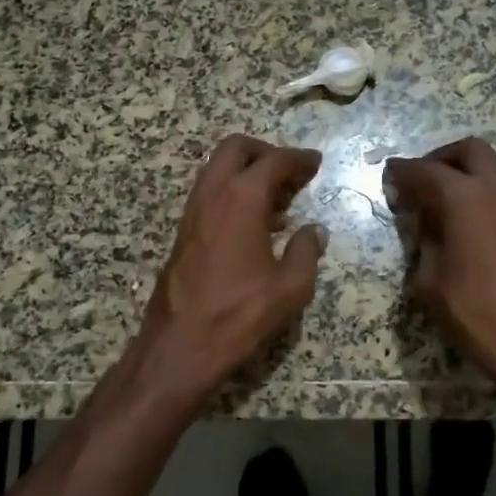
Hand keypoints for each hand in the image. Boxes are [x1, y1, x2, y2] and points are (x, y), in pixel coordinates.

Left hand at [134, 135, 326, 400]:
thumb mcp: (290, 288)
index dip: (298, 159)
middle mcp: (212, 195)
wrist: (180, 346)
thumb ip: (306, 252)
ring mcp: (192, 212)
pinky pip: (209, 195)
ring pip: (217, 170)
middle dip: (265, 152)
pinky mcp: (183, 232)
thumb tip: (315, 231)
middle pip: (235, 149)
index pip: (273, 162)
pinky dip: (232, 193)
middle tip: (291, 173)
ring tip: (278, 201)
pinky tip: (253, 225)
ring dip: (246, 173)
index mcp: (241, 200)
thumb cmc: (239, 315)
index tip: (315, 162)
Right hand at [385, 138, 495, 417]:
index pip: (425, 171)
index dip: (401, 172)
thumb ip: (423, 244)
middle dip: (439, 159)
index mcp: (465, 198)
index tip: (386, 177)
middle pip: (468, 151)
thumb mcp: (430, 282)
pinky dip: (478, 194)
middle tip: (417, 183)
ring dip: (462, 175)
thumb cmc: (478, 314)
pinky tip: (461, 226)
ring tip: (436, 205)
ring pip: (490, 169)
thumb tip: (424, 228)